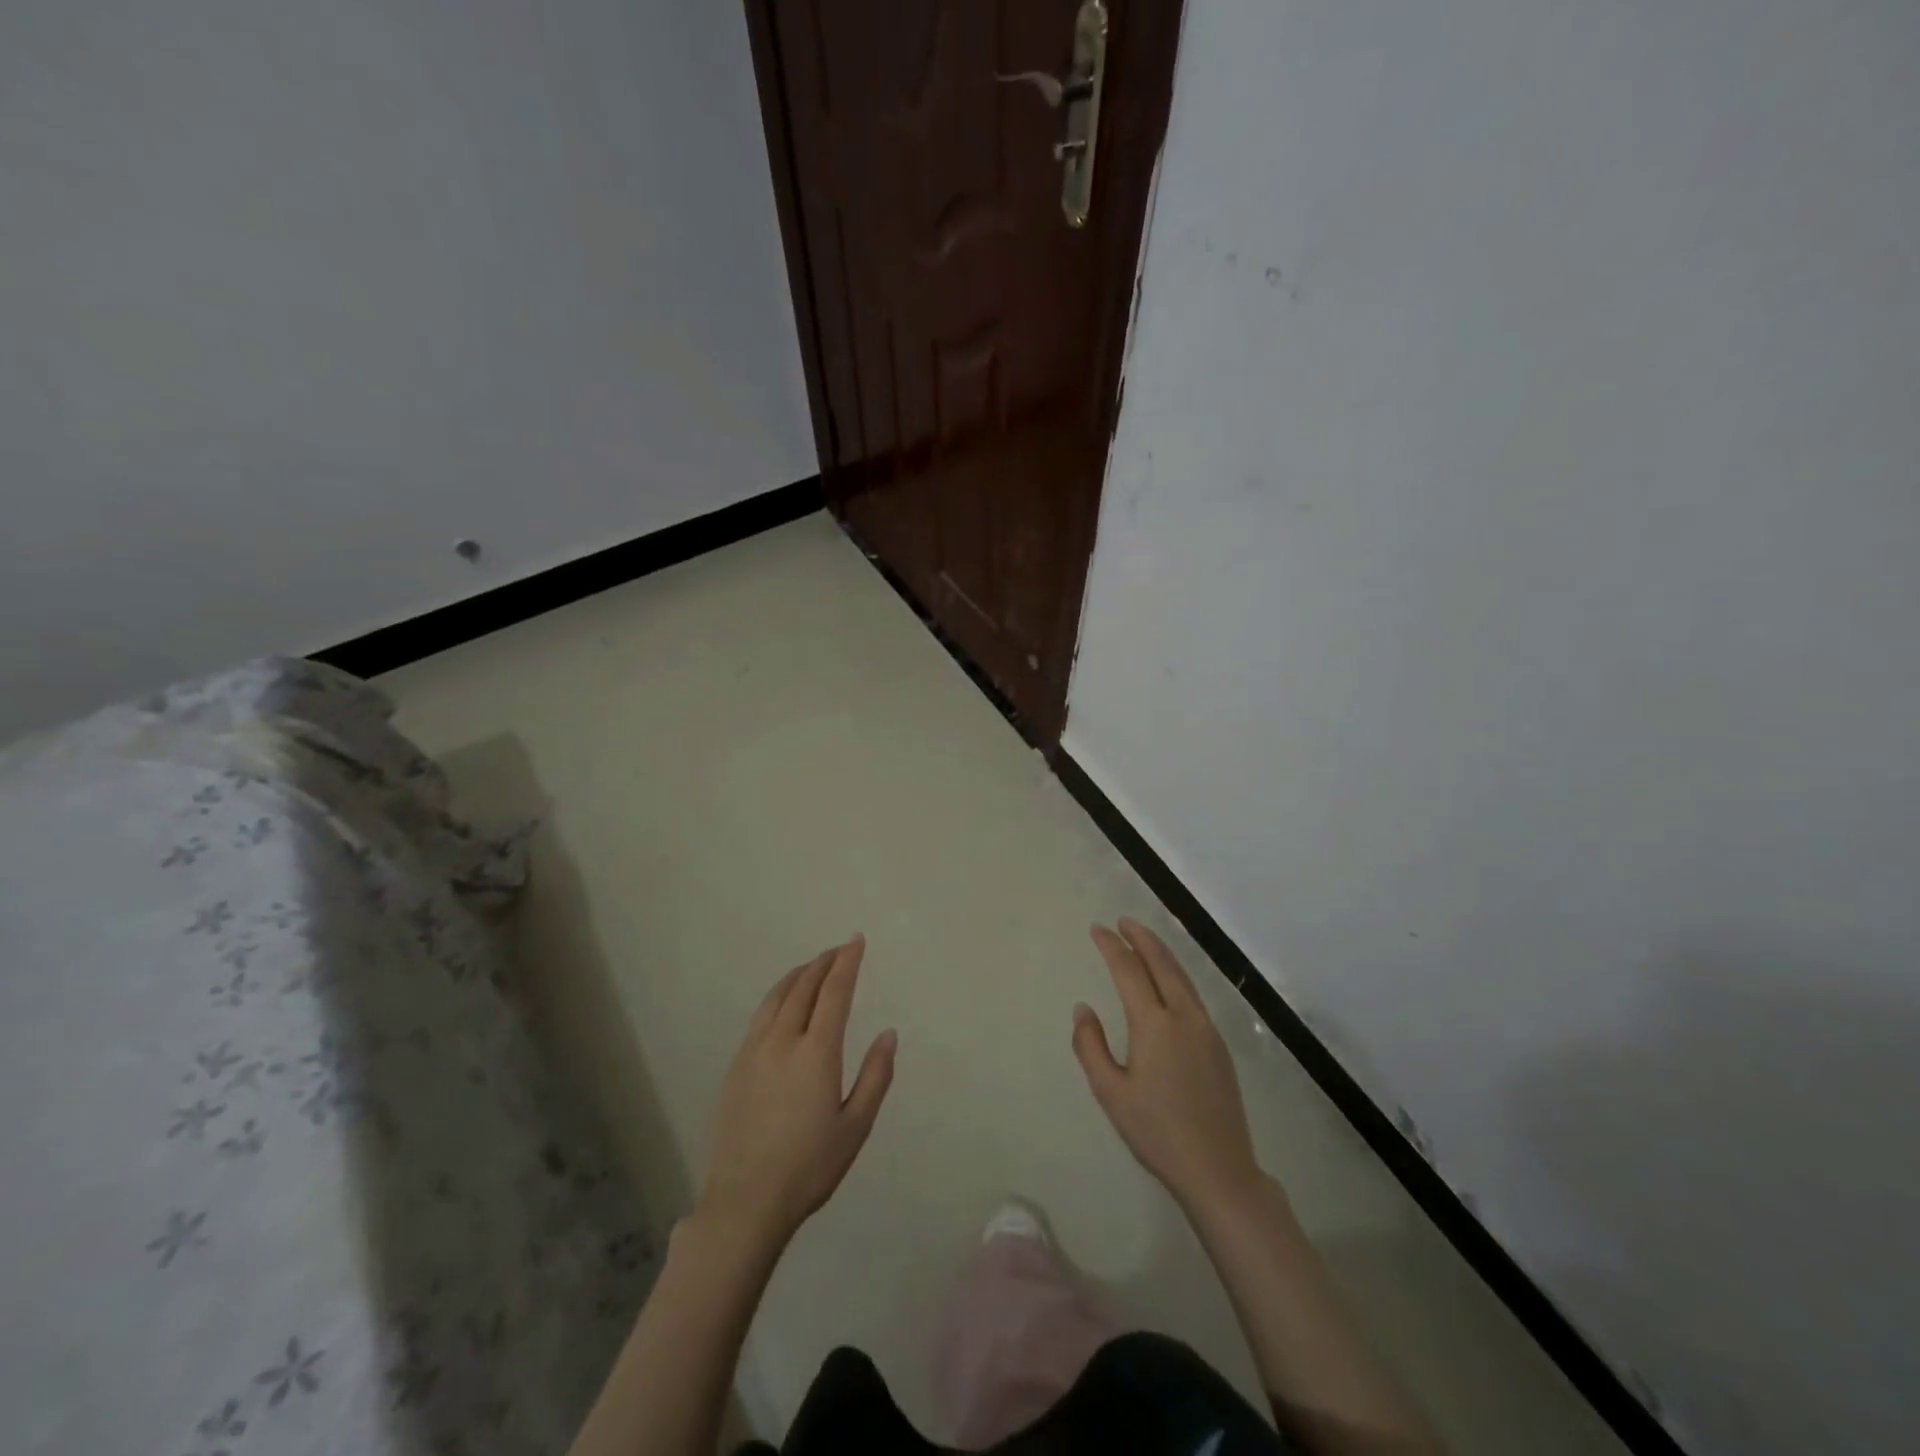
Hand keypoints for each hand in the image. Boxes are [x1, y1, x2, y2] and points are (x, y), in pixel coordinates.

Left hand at [699, 936, 896, 1248]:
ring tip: (812, 967)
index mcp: (817, 1051)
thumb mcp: (856, 1126)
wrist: (744, 1202)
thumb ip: (876, 1076)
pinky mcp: (735, 1066)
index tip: (856, 940)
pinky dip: (777, 996)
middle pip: (803, 986)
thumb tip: (888, 1034)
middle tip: (839, 949)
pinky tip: (782, 1004)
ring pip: (776, 996)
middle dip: (824, 962)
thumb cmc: (809, 1167)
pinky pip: (759, 1016)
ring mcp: (753, 1051)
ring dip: (798, 974)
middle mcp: (782, 1040)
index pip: (834, 991)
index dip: (847, 961)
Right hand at [1074, 919, 1261, 1212]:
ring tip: (1143, 941)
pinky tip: (1168, 981)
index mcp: (1154, 1025)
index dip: (1111, 946)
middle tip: (1123, 922)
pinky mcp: (1219, 1045)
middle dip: (1141, 938)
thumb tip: (1084, 1009)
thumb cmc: (1156, 1132)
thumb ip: (1090, 1046)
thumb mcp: (1110, 1092)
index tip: (1097, 929)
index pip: (1129, 970)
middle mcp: (1184, 1017)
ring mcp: (1206, 1029)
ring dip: (1161, 953)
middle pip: (1162, 963)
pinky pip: (1193, 995)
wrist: (1218, 1169)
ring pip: (1182, 977)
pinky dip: (1176, 975)